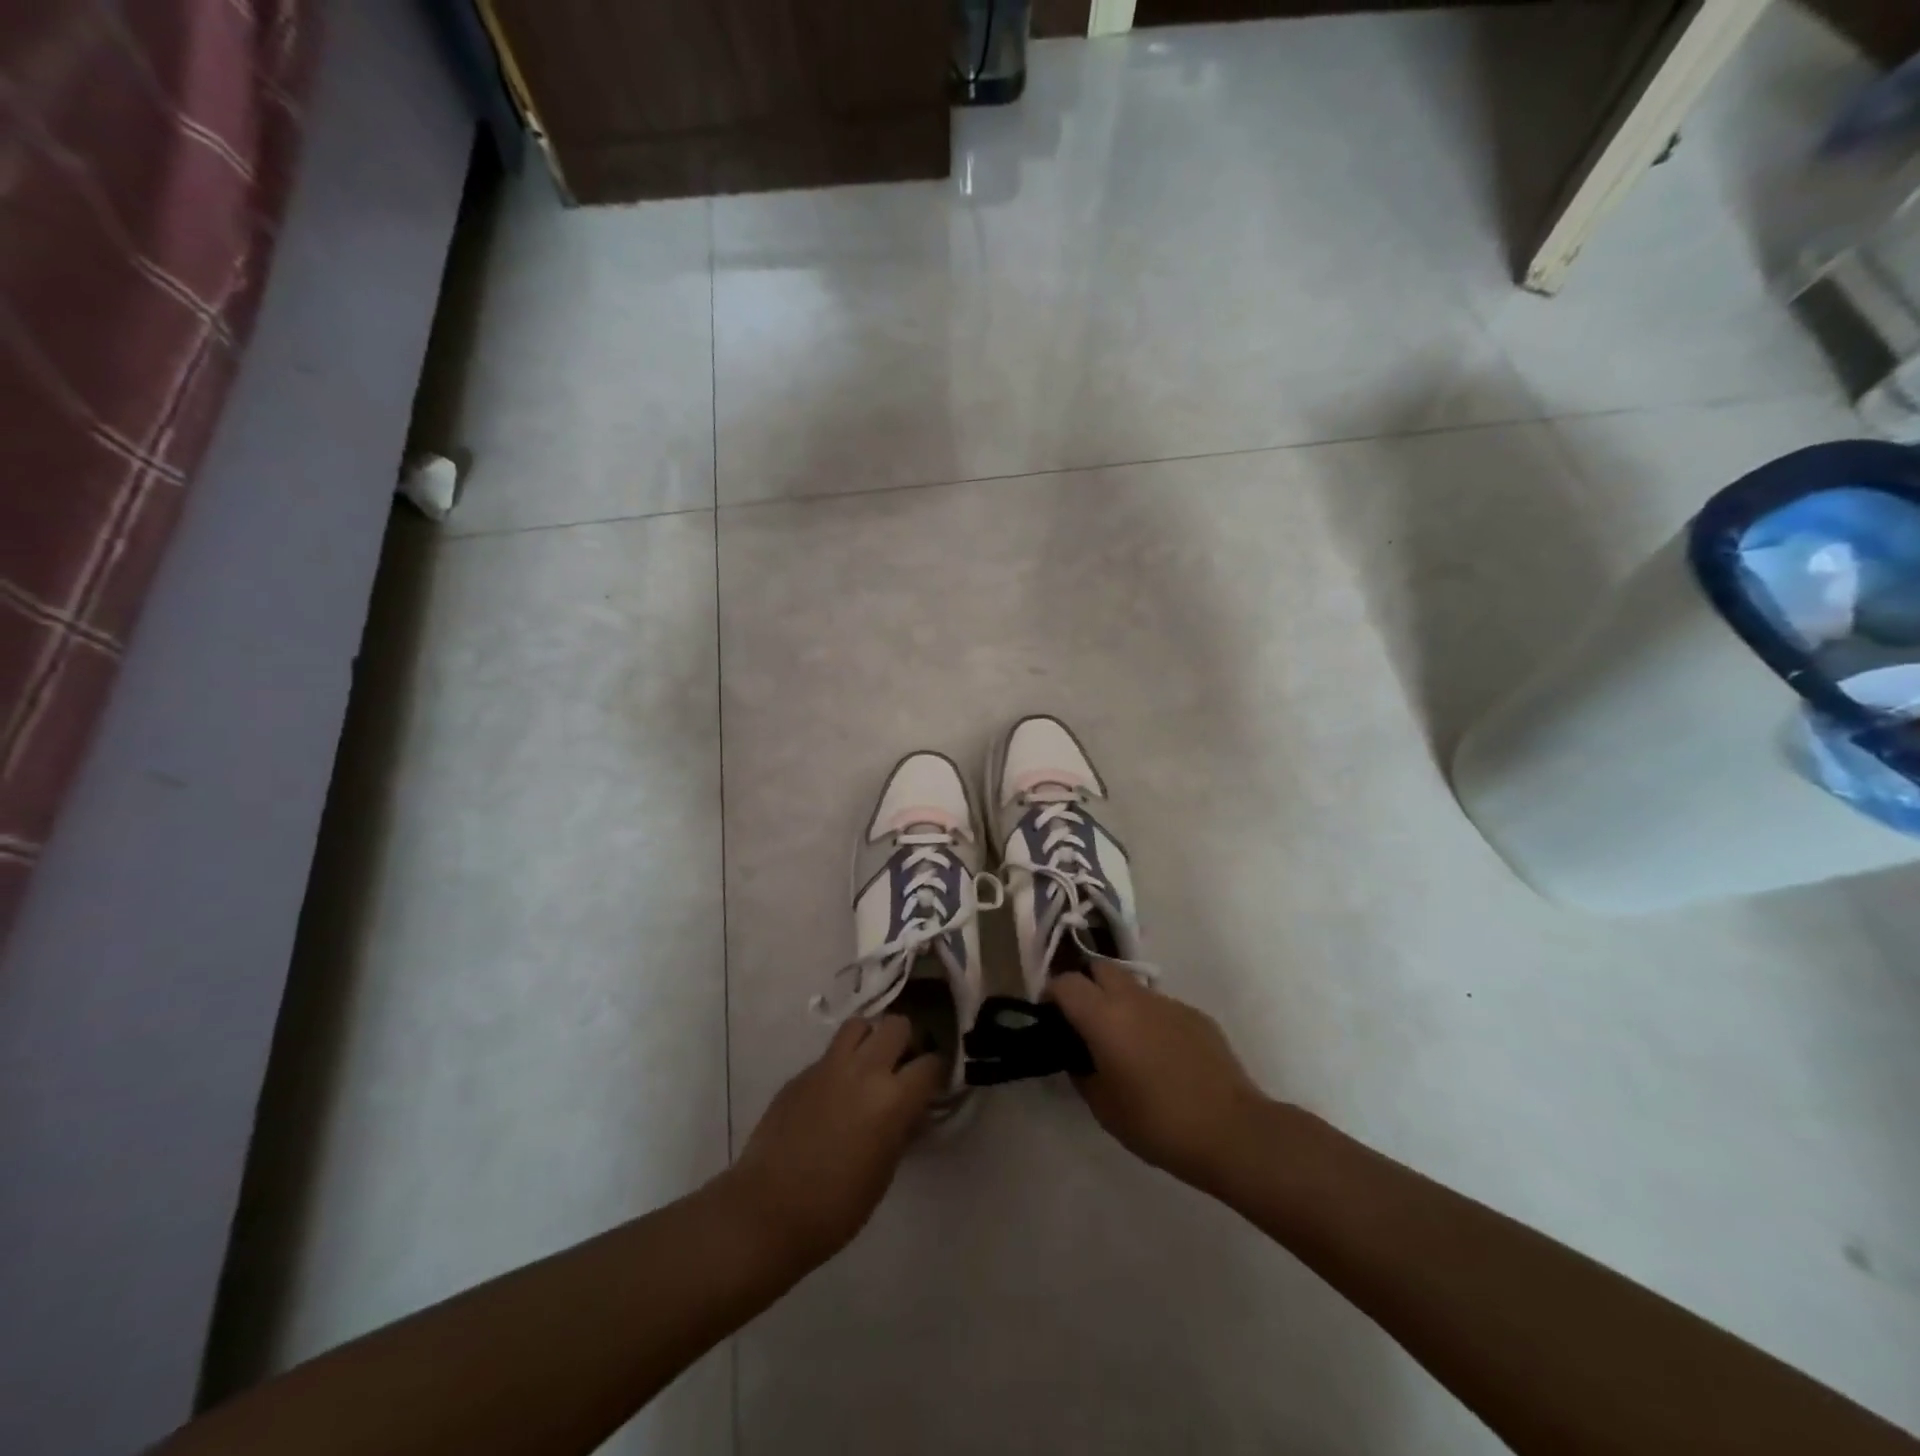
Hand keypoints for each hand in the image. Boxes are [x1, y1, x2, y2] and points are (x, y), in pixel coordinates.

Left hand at [729, 1016, 941, 1265]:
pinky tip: (833, 1094)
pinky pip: (829, 1053)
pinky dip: (840, 1063)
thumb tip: (911, 1110)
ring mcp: (828, 1066)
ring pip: (860, 1025)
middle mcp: (864, 1070)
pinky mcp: (801, 1073)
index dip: (937, 1072)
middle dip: (906, 1042)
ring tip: (869, 1066)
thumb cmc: (836, 1207)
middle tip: (902, 1067)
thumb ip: (901, 1128)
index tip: (933, 1084)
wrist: (767, 1212)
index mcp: (893, 1098)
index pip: (931, 1063)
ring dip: (871, 1039)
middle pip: (897, 1026)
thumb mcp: (884, 1171)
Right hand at [1050, 962, 1268, 1192]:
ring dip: (1120, 1004)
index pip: (1065, 982)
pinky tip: (1163, 1059)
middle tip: (1085, 1022)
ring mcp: (1169, 1003)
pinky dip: (1151, 1021)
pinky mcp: (1197, 1015)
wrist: (1232, 1131)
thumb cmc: (1157, 1122)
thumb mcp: (1103, 1107)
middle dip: (1086, 985)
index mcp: (1104, 1016)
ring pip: (1133, 987)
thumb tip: (1079, 1055)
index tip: (1050, 1018)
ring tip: (1127, 1045)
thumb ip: (1082, 1071)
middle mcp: (1134, 998)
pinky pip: (1162, 1008)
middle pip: (1099, 968)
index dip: (1051, 995)